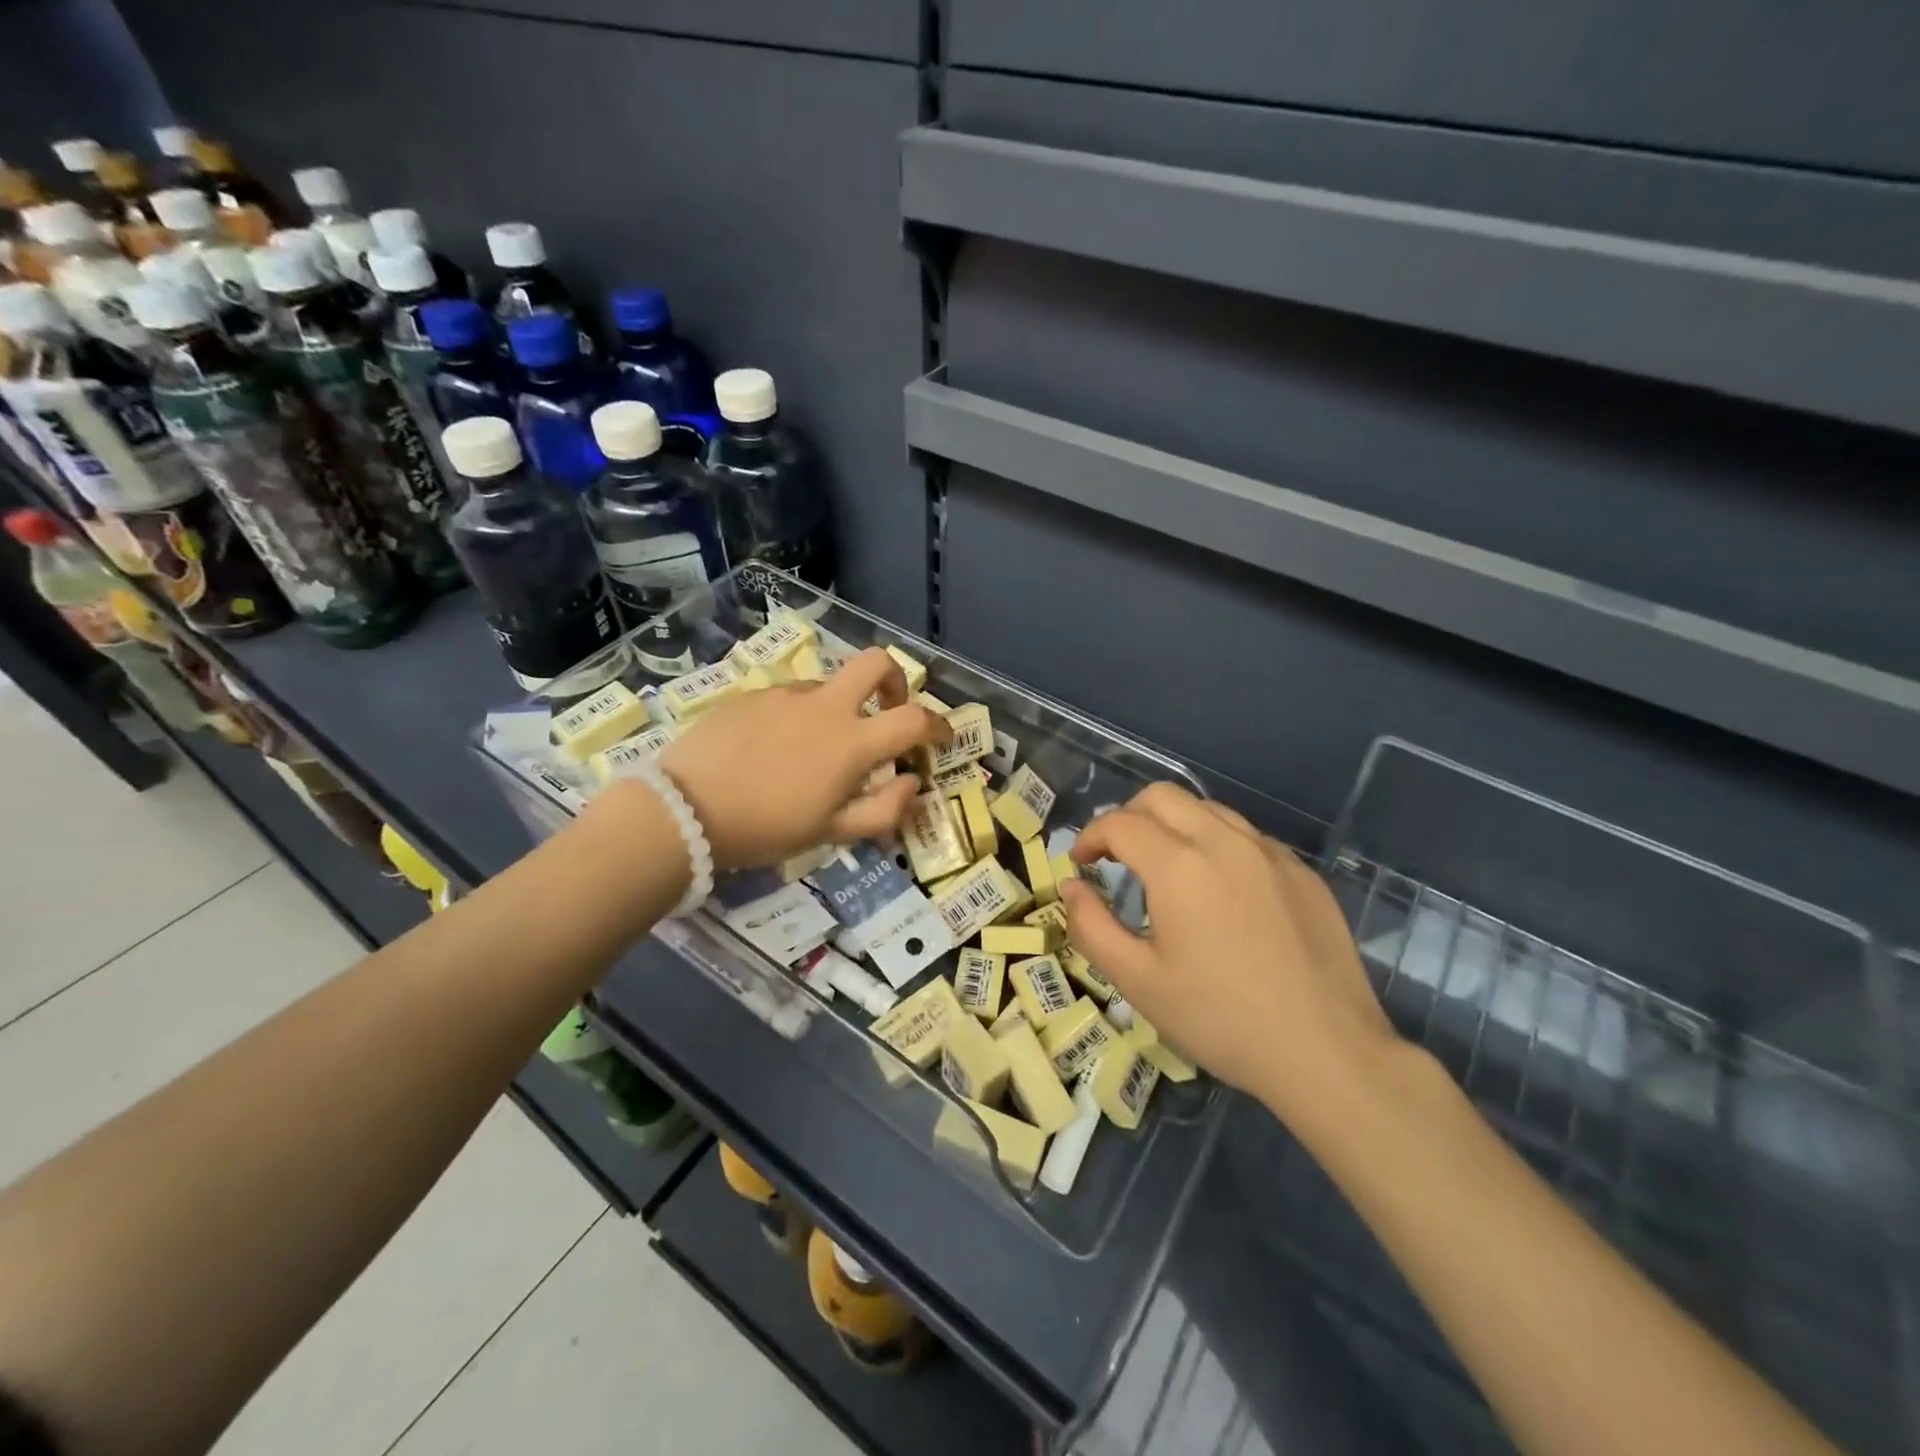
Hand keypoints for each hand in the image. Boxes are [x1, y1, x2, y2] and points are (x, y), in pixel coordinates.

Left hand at [658, 646, 948, 870]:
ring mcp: (785, 695)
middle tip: (888, 710)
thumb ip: (883, 809)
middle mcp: (824, 706)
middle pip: (876, 663)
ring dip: (840, 709)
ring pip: (829, 686)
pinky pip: (790, 698)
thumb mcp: (831, 832)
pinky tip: (775, 749)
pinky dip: (800, 717)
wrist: (683, 810)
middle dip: (895, 680)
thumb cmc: (765, 828)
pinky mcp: (752, 695)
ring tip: (816, 751)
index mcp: (851, 742)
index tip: (941, 739)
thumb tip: (912, 784)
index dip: (939, 726)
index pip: (914, 719)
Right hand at [1060, 783, 1398, 1127]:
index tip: (1080, 863)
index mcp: (1179, 864)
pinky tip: (1220, 890)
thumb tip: (1071, 886)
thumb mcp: (1138, 981)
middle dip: (1128, 816)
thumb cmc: (1220, 1019)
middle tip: (1115, 856)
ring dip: (1173, 824)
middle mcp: (1224, 841)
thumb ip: (1091, 926)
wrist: (1328, 1052)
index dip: (1090, 837)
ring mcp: (1269, 852)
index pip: (1119, 823)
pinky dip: (1216, 844)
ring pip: (1207, 809)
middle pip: (1162, 796)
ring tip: (1165, 867)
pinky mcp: (1301, 871)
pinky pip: (1246, 836)